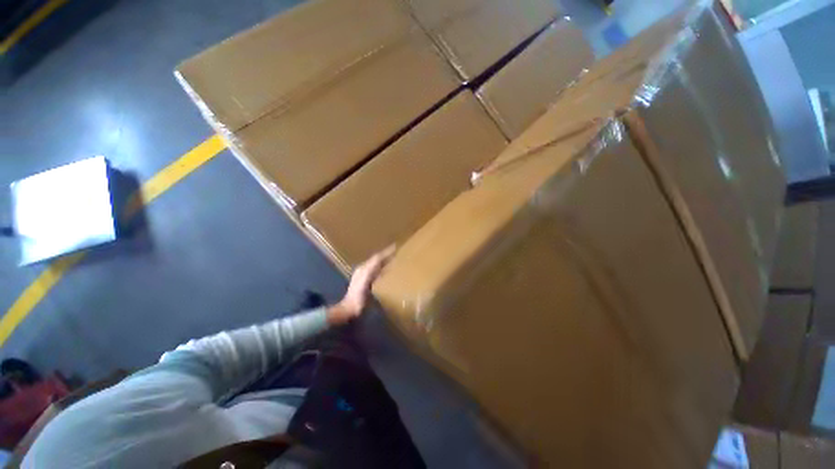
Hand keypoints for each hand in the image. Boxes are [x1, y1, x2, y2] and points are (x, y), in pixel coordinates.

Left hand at [327, 245, 395, 325]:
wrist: (349, 309)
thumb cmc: (358, 297)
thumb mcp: (365, 281)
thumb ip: (371, 270)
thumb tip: (381, 257)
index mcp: (364, 268)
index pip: (377, 257)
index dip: (386, 252)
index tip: (396, 246)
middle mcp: (364, 269)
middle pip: (377, 259)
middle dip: (386, 254)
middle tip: (397, 250)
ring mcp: (364, 276)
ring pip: (377, 264)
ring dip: (385, 260)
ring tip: (394, 257)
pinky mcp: (366, 282)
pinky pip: (377, 271)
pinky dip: (383, 267)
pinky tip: (388, 270)